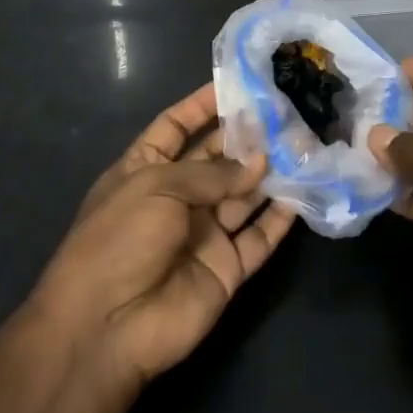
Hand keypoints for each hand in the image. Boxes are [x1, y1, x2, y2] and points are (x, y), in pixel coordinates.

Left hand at [35, 84, 295, 386]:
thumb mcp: (157, 187)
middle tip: (287, 112)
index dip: (202, 105)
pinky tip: (305, 191)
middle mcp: (177, 198)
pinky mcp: (227, 267)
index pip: (176, 127)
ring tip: (305, 144)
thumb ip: (211, 173)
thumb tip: (258, 162)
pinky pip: (259, 236)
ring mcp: (203, 233)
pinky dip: (281, 217)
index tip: (237, 84)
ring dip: (271, 173)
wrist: (107, 327)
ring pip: (244, 195)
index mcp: (145, 170)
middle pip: (217, 159)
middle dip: (247, 137)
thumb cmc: (119, 240)